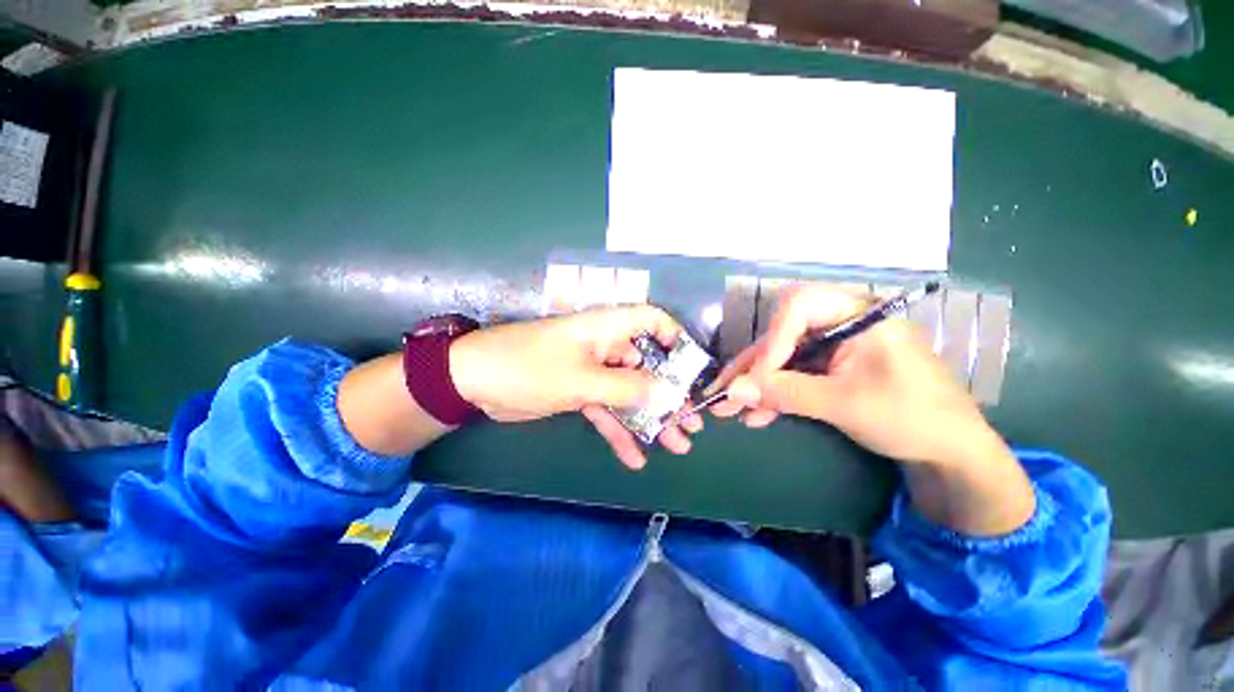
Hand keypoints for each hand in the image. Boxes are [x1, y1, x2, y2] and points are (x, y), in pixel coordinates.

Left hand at [449, 307, 703, 469]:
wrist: (475, 382)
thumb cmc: (530, 367)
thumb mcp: (583, 380)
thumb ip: (627, 388)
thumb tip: (669, 394)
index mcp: (607, 328)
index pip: (653, 320)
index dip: (675, 339)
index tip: (690, 370)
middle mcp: (605, 345)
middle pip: (648, 366)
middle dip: (670, 395)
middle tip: (690, 424)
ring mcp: (593, 371)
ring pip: (630, 394)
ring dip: (651, 419)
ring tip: (676, 446)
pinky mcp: (580, 392)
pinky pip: (607, 410)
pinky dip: (620, 431)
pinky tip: (636, 458)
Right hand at [711, 285, 1005, 468]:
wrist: (949, 452)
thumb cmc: (911, 418)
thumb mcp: (844, 405)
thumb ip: (785, 393)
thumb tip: (732, 391)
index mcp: (858, 315)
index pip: (799, 306)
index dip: (773, 339)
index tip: (758, 377)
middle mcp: (840, 324)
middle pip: (782, 335)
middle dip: (751, 368)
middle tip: (723, 394)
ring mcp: (833, 347)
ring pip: (781, 358)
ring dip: (755, 385)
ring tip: (729, 410)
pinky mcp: (829, 368)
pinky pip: (792, 375)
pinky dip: (774, 395)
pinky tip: (756, 415)